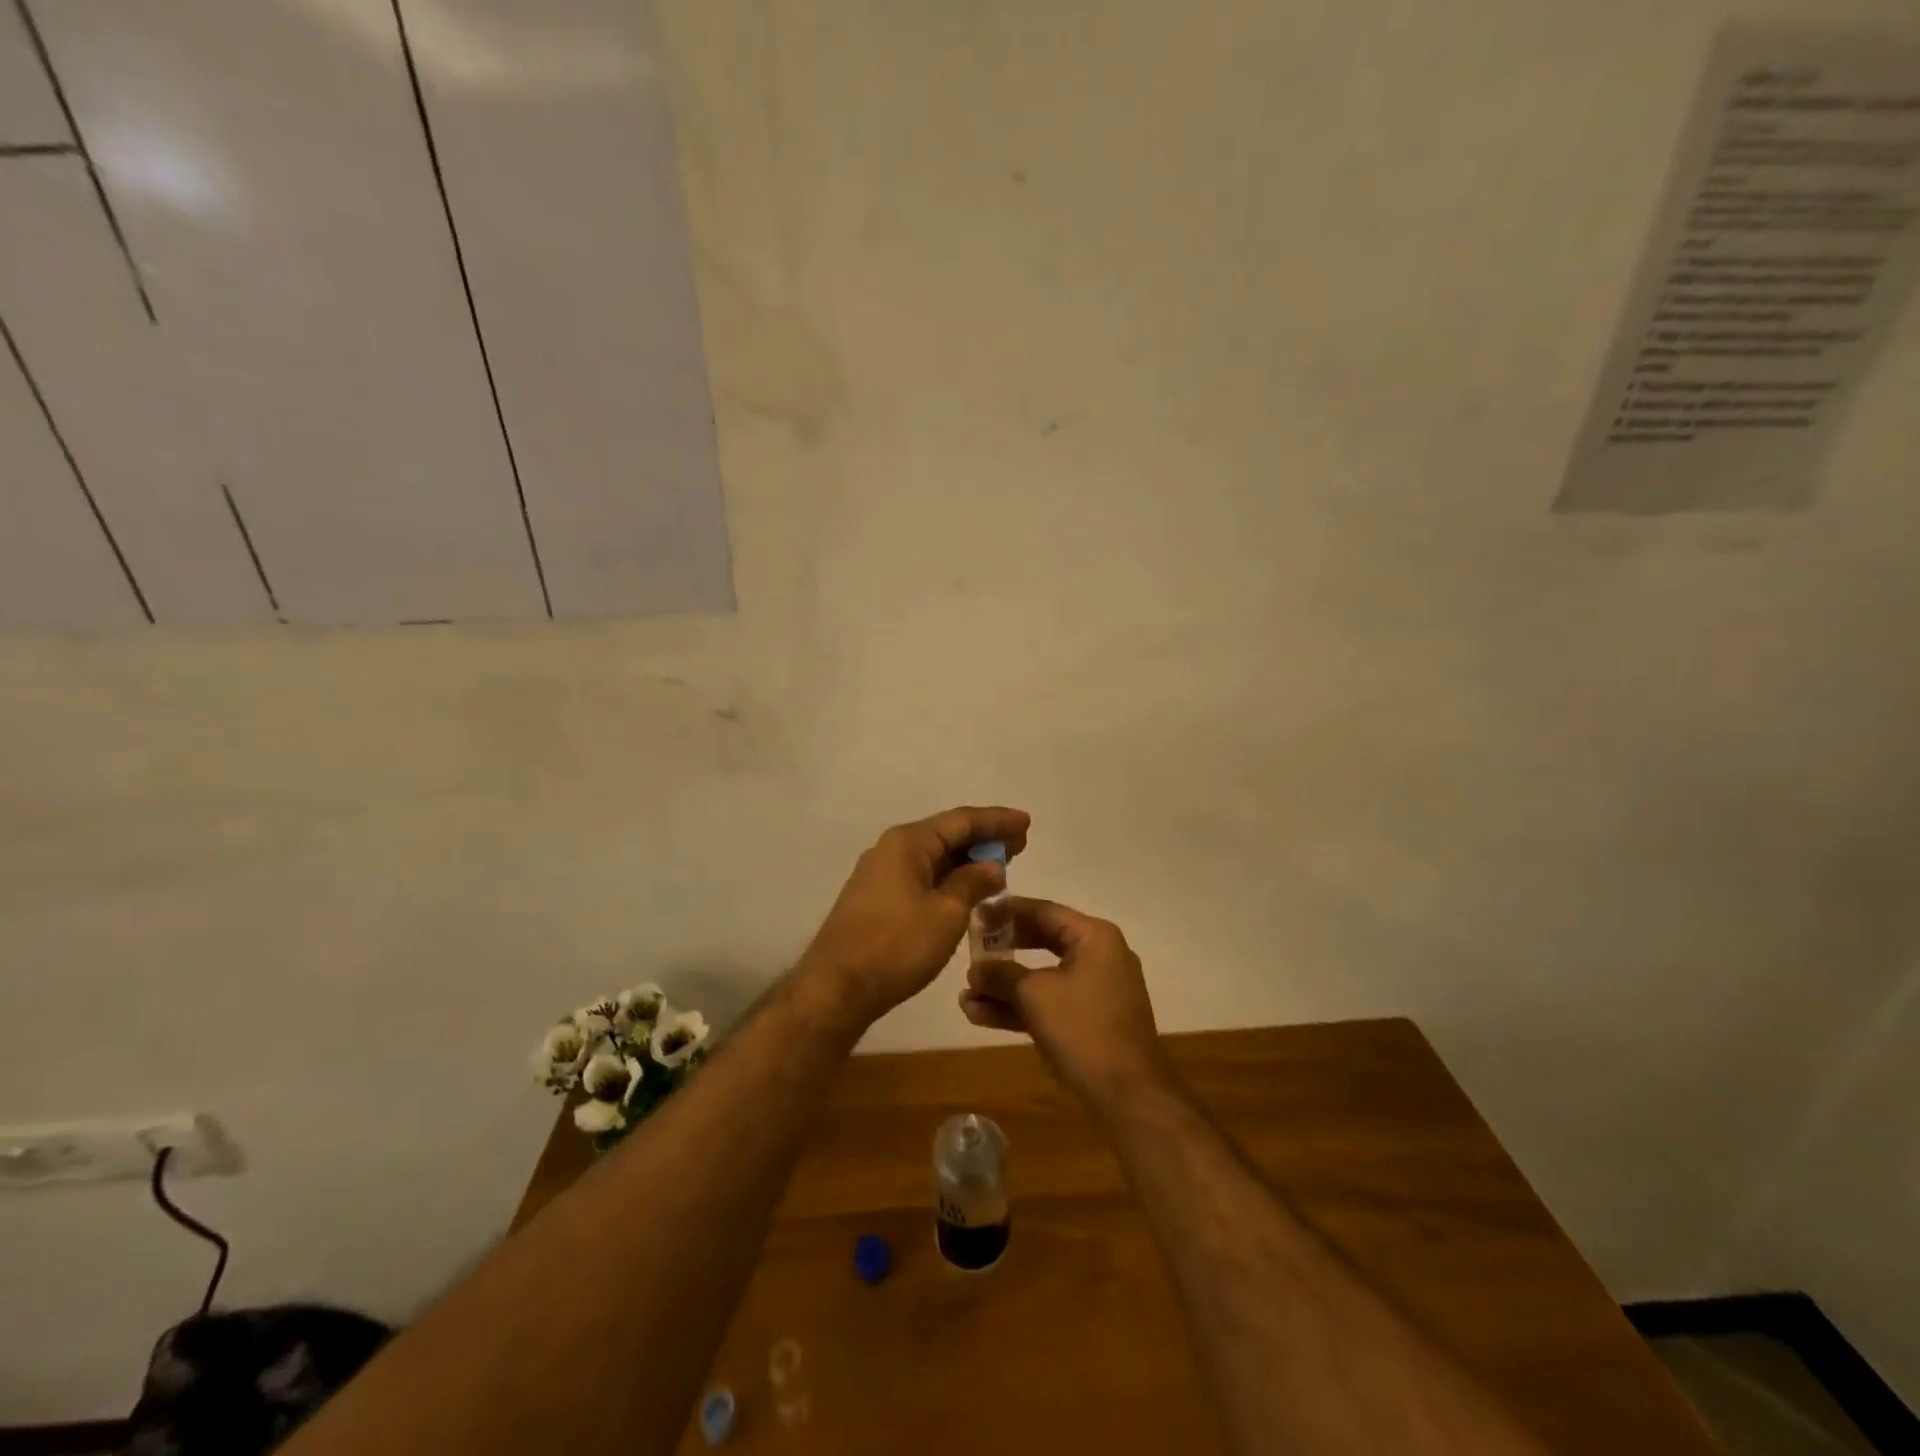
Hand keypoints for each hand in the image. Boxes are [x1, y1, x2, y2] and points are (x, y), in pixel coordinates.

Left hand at [798, 806, 1029, 1025]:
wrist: (838, 986)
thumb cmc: (897, 945)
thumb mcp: (946, 913)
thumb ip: (972, 884)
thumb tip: (992, 867)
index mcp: (908, 842)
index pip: (961, 820)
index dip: (997, 820)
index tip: (1026, 822)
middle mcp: (891, 849)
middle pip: (946, 835)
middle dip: (984, 839)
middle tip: (1020, 845)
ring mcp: (880, 874)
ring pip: (933, 857)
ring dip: (967, 861)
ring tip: (1001, 867)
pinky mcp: (876, 899)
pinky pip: (921, 876)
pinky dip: (948, 878)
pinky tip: (967, 891)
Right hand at [960, 898, 1171, 1109]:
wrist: (1128, 1094)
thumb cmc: (1082, 1029)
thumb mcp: (1034, 995)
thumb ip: (1001, 975)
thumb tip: (975, 969)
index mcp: (1094, 937)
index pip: (1043, 911)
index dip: (1006, 912)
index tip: (976, 912)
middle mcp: (1099, 955)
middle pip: (1042, 941)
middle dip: (1003, 951)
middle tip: (970, 949)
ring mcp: (1097, 990)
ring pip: (1043, 977)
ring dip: (1005, 987)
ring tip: (966, 995)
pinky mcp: (1091, 1019)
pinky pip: (1051, 1002)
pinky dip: (1021, 1007)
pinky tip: (981, 1015)